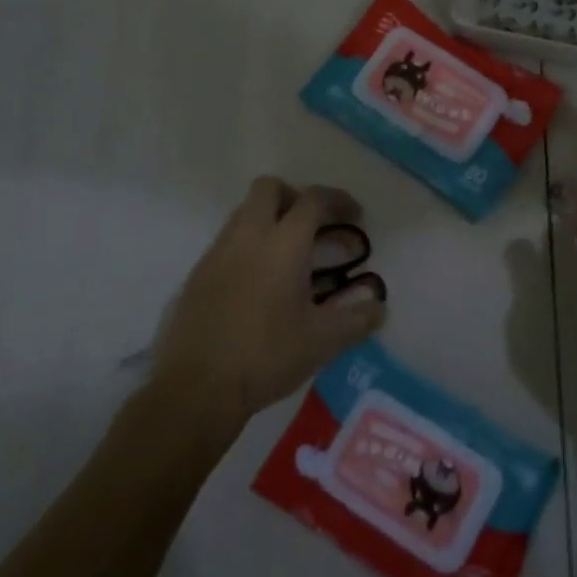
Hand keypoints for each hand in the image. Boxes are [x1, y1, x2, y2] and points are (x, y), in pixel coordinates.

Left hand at [149, 177, 385, 435]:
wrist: (196, 389)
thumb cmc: (266, 357)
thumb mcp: (322, 342)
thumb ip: (356, 319)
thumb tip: (379, 307)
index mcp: (283, 245)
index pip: (312, 200)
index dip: (338, 200)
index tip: (354, 216)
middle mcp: (247, 237)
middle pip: (268, 188)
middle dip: (294, 196)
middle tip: (313, 225)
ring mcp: (216, 253)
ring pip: (243, 211)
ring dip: (268, 218)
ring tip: (288, 254)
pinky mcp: (197, 274)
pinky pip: (226, 241)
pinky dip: (247, 245)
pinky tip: (257, 282)